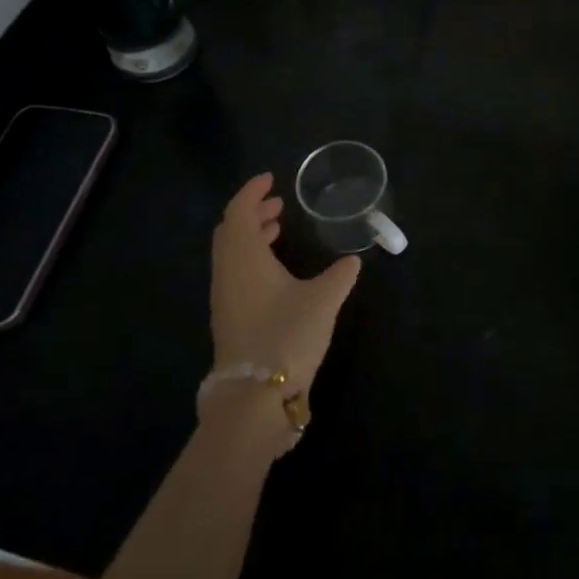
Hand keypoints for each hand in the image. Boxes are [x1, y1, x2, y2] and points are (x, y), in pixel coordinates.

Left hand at [209, 172, 361, 409]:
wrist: (254, 399)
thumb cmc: (287, 335)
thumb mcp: (324, 299)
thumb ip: (340, 275)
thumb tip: (353, 261)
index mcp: (244, 258)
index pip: (238, 212)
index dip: (252, 192)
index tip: (271, 180)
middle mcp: (228, 274)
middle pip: (230, 232)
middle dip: (251, 213)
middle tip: (278, 205)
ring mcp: (226, 299)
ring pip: (231, 254)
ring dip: (251, 237)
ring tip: (277, 231)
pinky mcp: (230, 320)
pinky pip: (235, 274)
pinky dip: (252, 259)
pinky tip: (276, 272)